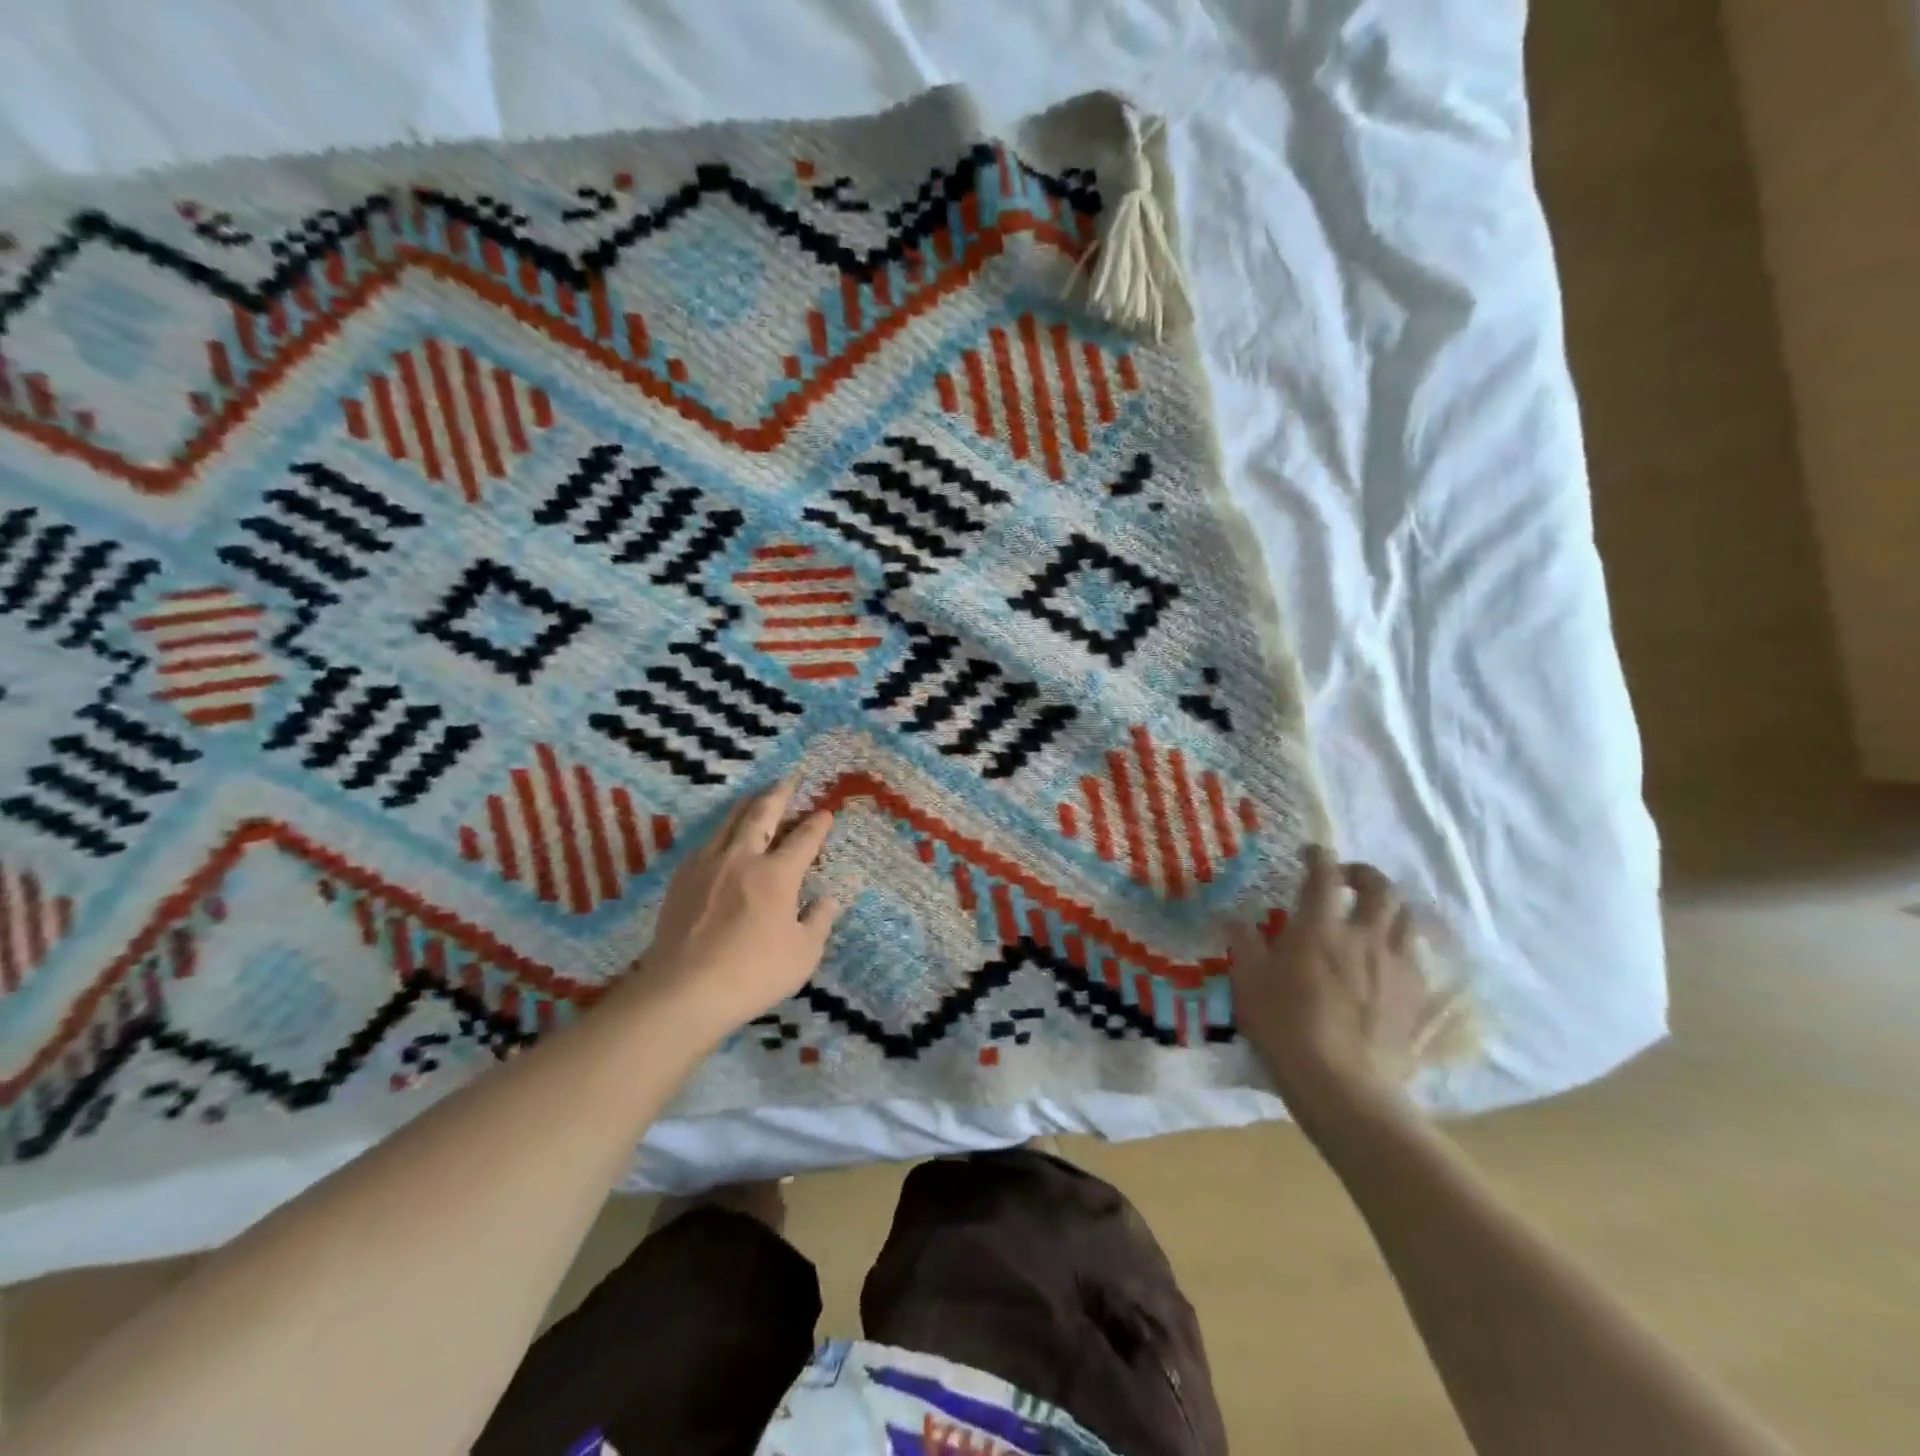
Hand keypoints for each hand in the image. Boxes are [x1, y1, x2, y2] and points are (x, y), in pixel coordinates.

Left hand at [630, 779, 843, 1042]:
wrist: (683, 990)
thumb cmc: (753, 973)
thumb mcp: (803, 954)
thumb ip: (819, 921)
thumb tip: (827, 899)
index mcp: (777, 874)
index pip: (803, 839)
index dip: (817, 824)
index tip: (825, 813)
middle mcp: (742, 858)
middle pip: (761, 814)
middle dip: (779, 794)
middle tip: (789, 780)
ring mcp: (708, 865)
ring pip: (729, 821)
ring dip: (747, 805)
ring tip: (756, 797)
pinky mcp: (682, 879)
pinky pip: (707, 842)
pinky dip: (721, 831)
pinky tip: (722, 837)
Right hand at [1227, 846, 1428, 1123]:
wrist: (1343, 1085)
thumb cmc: (1286, 1028)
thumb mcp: (1248, 983)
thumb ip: (1244, 944)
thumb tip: (1236, 919)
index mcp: (1319, 928)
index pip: (1323, 875)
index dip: (1318, 856)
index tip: (1310, 853)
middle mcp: (1364, 936)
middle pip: (1380, 887)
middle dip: (1363, 873)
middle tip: (1345, 878)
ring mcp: (1396, 965)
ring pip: (1405, 918)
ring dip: (1387, 906)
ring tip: (1370, 914)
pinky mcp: (1415, 995)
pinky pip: (1414, 955)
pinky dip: (1399, 943)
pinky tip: (1385, 958)